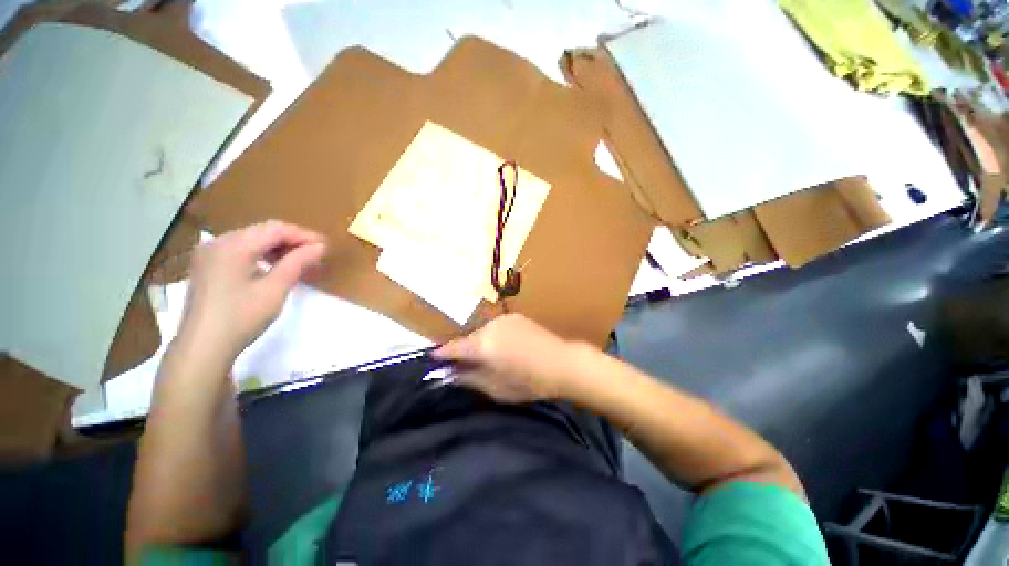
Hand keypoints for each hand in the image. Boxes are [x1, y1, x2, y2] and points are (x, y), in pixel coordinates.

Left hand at [178, 220, 327, 359]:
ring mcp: (209, 253)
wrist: (203, 347)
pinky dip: (261, 254)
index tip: (326, 246)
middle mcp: (218, 242)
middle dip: (292, 240)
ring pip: (252, 239)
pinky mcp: (207, 265)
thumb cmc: (241, 317)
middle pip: (262, 231)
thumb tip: (320, 247)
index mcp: (233, 246)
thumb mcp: (275, 289)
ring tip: (300, 260)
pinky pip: (240, 250)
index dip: (304, 235)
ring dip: (278, 247)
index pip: (275, 229)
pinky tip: (274, 266)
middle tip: (316, 253)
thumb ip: (297, 263)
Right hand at [433, 314, 581, 402]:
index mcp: (484, 345)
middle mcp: (490, 326)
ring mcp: (504, 319)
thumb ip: (469, 379)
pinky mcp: (515, 316)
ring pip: (482, 331)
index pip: (454, 347)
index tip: (433, 359)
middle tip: (463, 365)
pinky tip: (502, 348)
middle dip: (463, 351)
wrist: (562, 363)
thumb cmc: (530, 382)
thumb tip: (448, 375)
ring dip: (479, 343)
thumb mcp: (496, 388)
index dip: (442, 354)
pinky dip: (492, 336)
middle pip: (469, 338)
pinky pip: (495, 327)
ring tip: (486, 358)